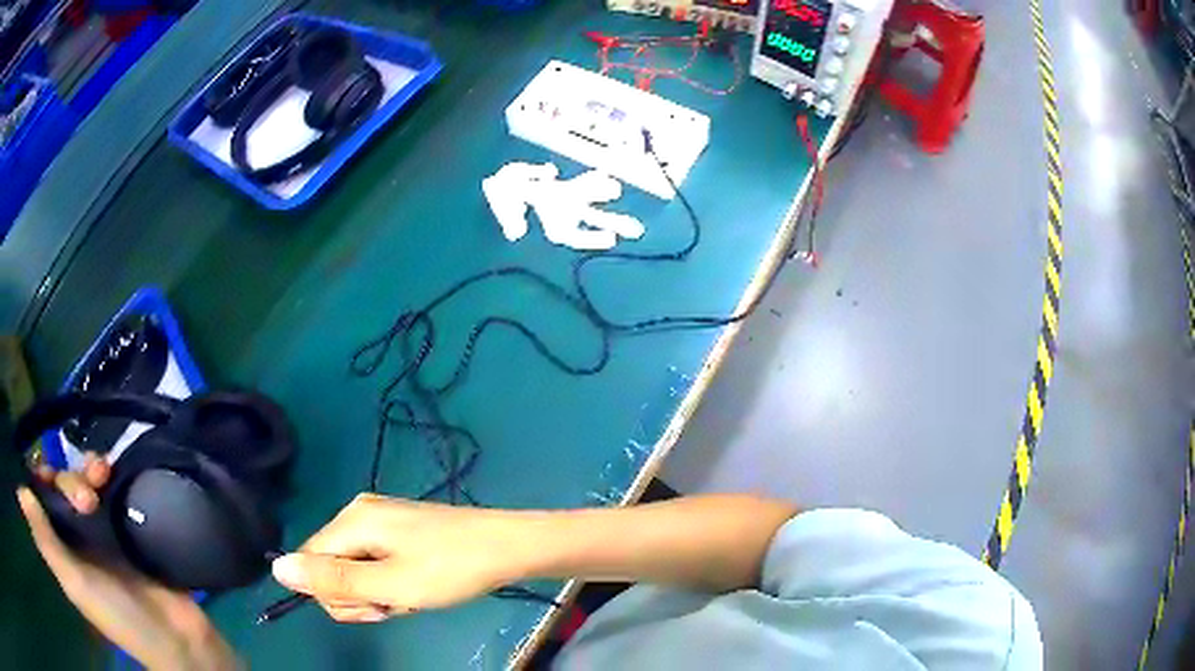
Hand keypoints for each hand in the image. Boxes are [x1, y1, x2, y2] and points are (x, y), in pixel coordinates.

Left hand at [18, 454, 234, 670]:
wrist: (176, 636)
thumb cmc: (119, 617)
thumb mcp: (77, 584)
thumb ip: (47, 542)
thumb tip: (19, 491)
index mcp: (61, 548)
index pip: (40, 500)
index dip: (39, 479)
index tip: (48, 475)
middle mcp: (74, 534)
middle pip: (60, 486)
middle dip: (69, 481)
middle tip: (88, 501)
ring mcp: (99, 529)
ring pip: (82, 480)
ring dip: (87, 470)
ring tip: (103, 476)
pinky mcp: (123, 523)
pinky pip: (107, 484)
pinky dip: (105, 470)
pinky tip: (110, 468)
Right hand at [272, 493, 526, 621]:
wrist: (509, 547)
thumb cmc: (450, 569)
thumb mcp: (389, 584)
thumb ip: (333, 579)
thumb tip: (276, 568)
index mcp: (350, 521)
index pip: (309, 563)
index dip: (335, 594)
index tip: (374, 606)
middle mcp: (357, 514)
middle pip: (330, 566)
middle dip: (359, 596)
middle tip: (397, 603)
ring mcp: (380, 521)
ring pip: (354, 570)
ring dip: (378, 593)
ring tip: (413, 596)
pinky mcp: (399, 532)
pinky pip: (376, 564)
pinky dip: (392, 584)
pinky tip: (418, 588)